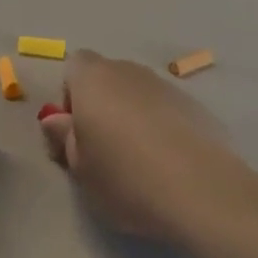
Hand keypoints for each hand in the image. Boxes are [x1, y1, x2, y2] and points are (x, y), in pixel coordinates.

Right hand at [39, 50, 241, 241]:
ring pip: (137, 93)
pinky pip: (165, 109)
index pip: (74, 65)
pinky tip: (166, 161)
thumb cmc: (124, 177)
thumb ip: (64, 137)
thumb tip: (55, 119)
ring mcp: (167, 86)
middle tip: (101, 148)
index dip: (70, 96)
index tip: (75, 131)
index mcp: (93, 79)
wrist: (201, 192)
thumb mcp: (79, 168)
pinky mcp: (197, 106)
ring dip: (131, 115)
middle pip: (107, 77)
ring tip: (137, 158)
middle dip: (100, 104)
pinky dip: (160, 126)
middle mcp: (129, 71)